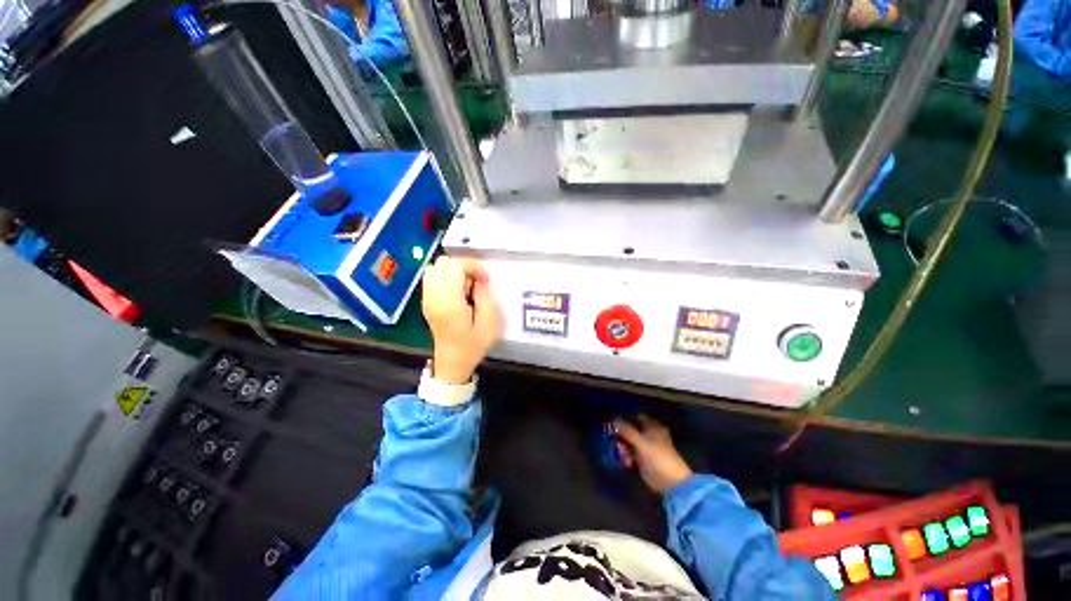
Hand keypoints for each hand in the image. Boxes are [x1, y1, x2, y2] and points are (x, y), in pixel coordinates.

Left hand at [422, 256, 502, 384]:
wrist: (453, 361)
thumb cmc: (473, 345)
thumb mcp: (489, 323)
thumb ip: (486, 296)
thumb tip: (479, 280)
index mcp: (449, 301)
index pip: (454, 265)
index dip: (473, 266)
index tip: (485, 279)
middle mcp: (434, 295)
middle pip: (442, 262)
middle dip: (464, 266)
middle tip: (477, 281)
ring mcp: (427, 297)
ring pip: (435, 267)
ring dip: (454, 271)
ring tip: (467, 286)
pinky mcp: (427, 300)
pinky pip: (433, 277)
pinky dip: (446, 277)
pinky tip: (458, 291)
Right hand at [614, 415, 692, 493]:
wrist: (672, 484)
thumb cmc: (659, 458)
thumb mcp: (641, 442)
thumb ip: (627, 430)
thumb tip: (614, 419)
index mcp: (652, 427)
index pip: (636, 417)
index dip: (625, 417)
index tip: (614, 421)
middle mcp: (649, 435)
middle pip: (630, 430)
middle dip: (621, 436)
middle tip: (617, 442)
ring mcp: (645, 448)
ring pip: (628, 443)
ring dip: (623, 449)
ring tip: (624, 456)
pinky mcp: (642, 461)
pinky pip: (630, 455)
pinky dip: (627, 458)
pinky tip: (627, 463)